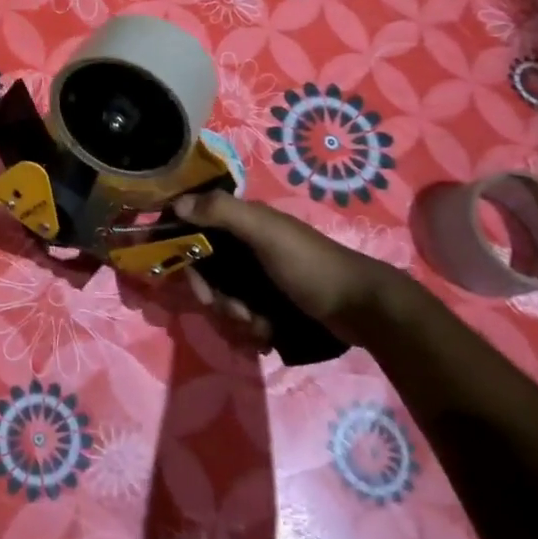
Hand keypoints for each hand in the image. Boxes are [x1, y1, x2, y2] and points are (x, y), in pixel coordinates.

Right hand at [170, 191, 432, 350]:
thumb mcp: (265, 233)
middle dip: (213, 295)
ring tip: (258, 324)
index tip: (189, 280)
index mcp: (244, 221)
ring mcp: (260, 275)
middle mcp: (247, 245)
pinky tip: (266, 333)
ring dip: (234, 315)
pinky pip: (243, 314)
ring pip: (223, 296)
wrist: (361, 308)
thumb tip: (176, 204)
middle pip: (206, 269)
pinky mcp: (271, 301)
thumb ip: (222, 212)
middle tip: (231, 309)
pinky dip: (250, 327)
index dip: (184, 252)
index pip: (196, 228)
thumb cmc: (310, 265)